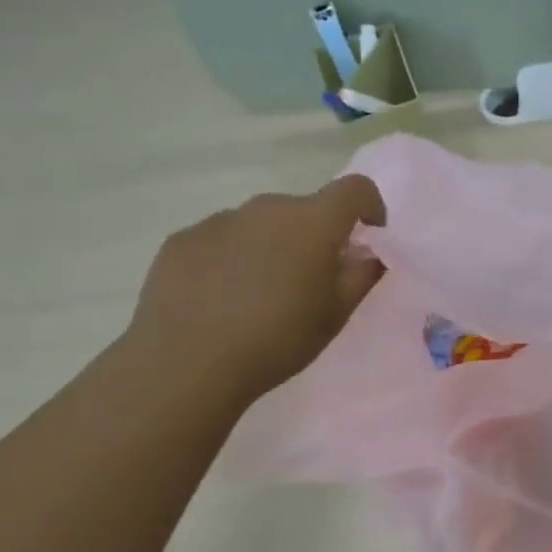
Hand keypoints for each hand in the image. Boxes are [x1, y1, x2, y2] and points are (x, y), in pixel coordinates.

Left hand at [126, 175, 385, 405]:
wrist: (186, 363)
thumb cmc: (277, 339)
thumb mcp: (335, 315)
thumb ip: (361, 276)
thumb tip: (369, 254)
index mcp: (312, 222)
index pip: (355, 188)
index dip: (369, 207)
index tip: (367, 237)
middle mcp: (266, 208)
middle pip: (304, 209)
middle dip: (316, 236)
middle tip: (311, 281)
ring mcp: (219, 220)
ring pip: (261, 224)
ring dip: (273, 246)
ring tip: (261, 294)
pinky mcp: (182, 239)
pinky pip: (222, 239)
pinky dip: (233, 258)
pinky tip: (221, 299)